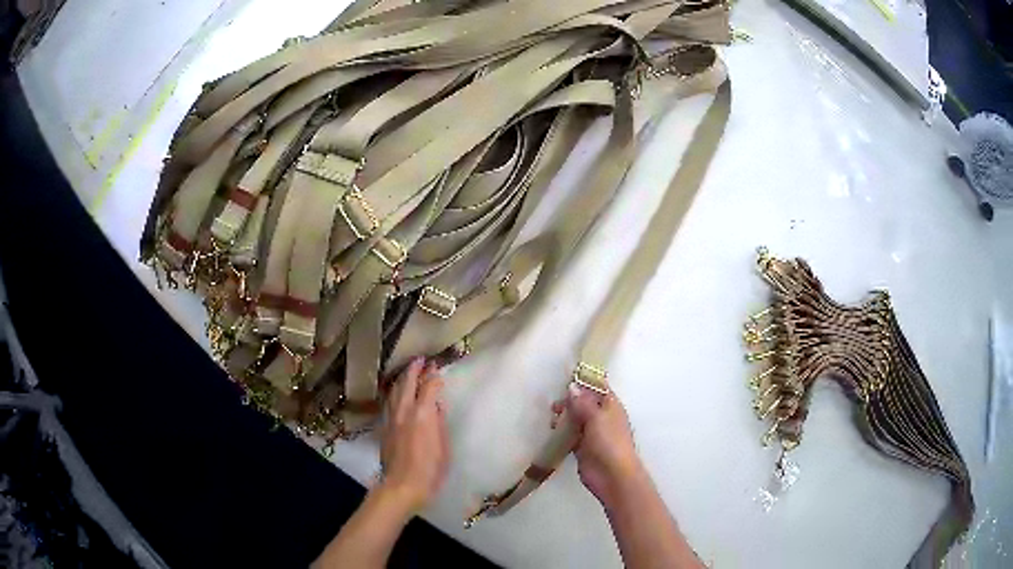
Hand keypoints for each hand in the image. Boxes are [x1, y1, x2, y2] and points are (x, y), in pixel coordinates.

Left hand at [378, 358, 449, 514]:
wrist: (402, 485)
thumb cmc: (430, 469)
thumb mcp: (443, 446)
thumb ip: (440, 423)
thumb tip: (437, 406)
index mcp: (423, 414)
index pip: (428, 387)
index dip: (434, 376)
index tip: (439, 370)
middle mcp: (404, 410)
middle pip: (407, 383)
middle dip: (414, 369)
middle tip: (421, 360)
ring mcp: (391, 418)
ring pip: (394, 390)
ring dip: (402, 379)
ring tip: (408, 372)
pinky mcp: (384, 427)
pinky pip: (389, 402)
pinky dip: (394, 392)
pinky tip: (397, 394)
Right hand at [554, 384, 644, 506]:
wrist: (612, 475)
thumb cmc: (609, 442)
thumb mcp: (596, 418)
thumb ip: (582, 402)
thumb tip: (572, 386)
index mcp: (611, 405)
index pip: (598, 387)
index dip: (584, 381)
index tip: (566, 377)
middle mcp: (602, 417)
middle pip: (584, 403)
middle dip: (570, 401)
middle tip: (554, 404)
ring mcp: (592, 433)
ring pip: (576, 418)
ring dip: (565, 416)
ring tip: (552, 417)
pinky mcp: (582, 447)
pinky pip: (570, 434)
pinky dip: (562, 431)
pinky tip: (552, 430)